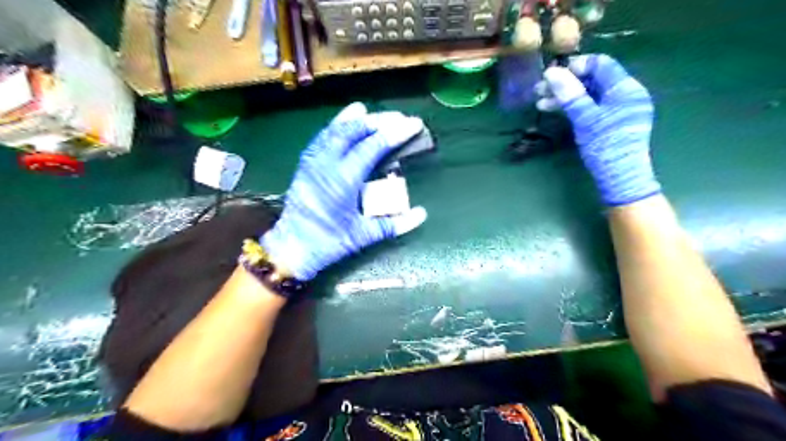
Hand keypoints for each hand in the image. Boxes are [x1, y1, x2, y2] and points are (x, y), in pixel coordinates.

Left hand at [261, 102, 427, 280]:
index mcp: (343, 180)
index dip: (395, 133)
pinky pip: (322, 137)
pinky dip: (336, 126)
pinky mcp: (305, 164)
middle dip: (379, 121)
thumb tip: (422, 214)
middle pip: (354, 131)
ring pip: (335, 130)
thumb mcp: (363, 236)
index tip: (413, 124)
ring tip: (373, 112)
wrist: (291, 247)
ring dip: (357, 120)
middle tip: (399, 118)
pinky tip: (345, 121)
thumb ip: (394, 224)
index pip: (373, 147)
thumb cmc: (328, 243)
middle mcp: (327, 164)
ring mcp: (313, 162)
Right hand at [537, 54, 657, 203]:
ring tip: (540, 103)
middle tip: (539, 90)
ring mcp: (618, 110)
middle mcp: (624, 94)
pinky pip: (590, 108)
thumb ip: (570, 94)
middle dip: (565, 83)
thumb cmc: (605, 146)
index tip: (551, 74)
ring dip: (565, 97)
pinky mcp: (610, 123)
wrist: (619, 178)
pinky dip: (573, 108)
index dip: (575, 66)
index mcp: (626, 88)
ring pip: (589, 95)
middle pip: (593, 80)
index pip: (601, 64)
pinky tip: (554, 111)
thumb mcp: (585, 119)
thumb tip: (552, 72)